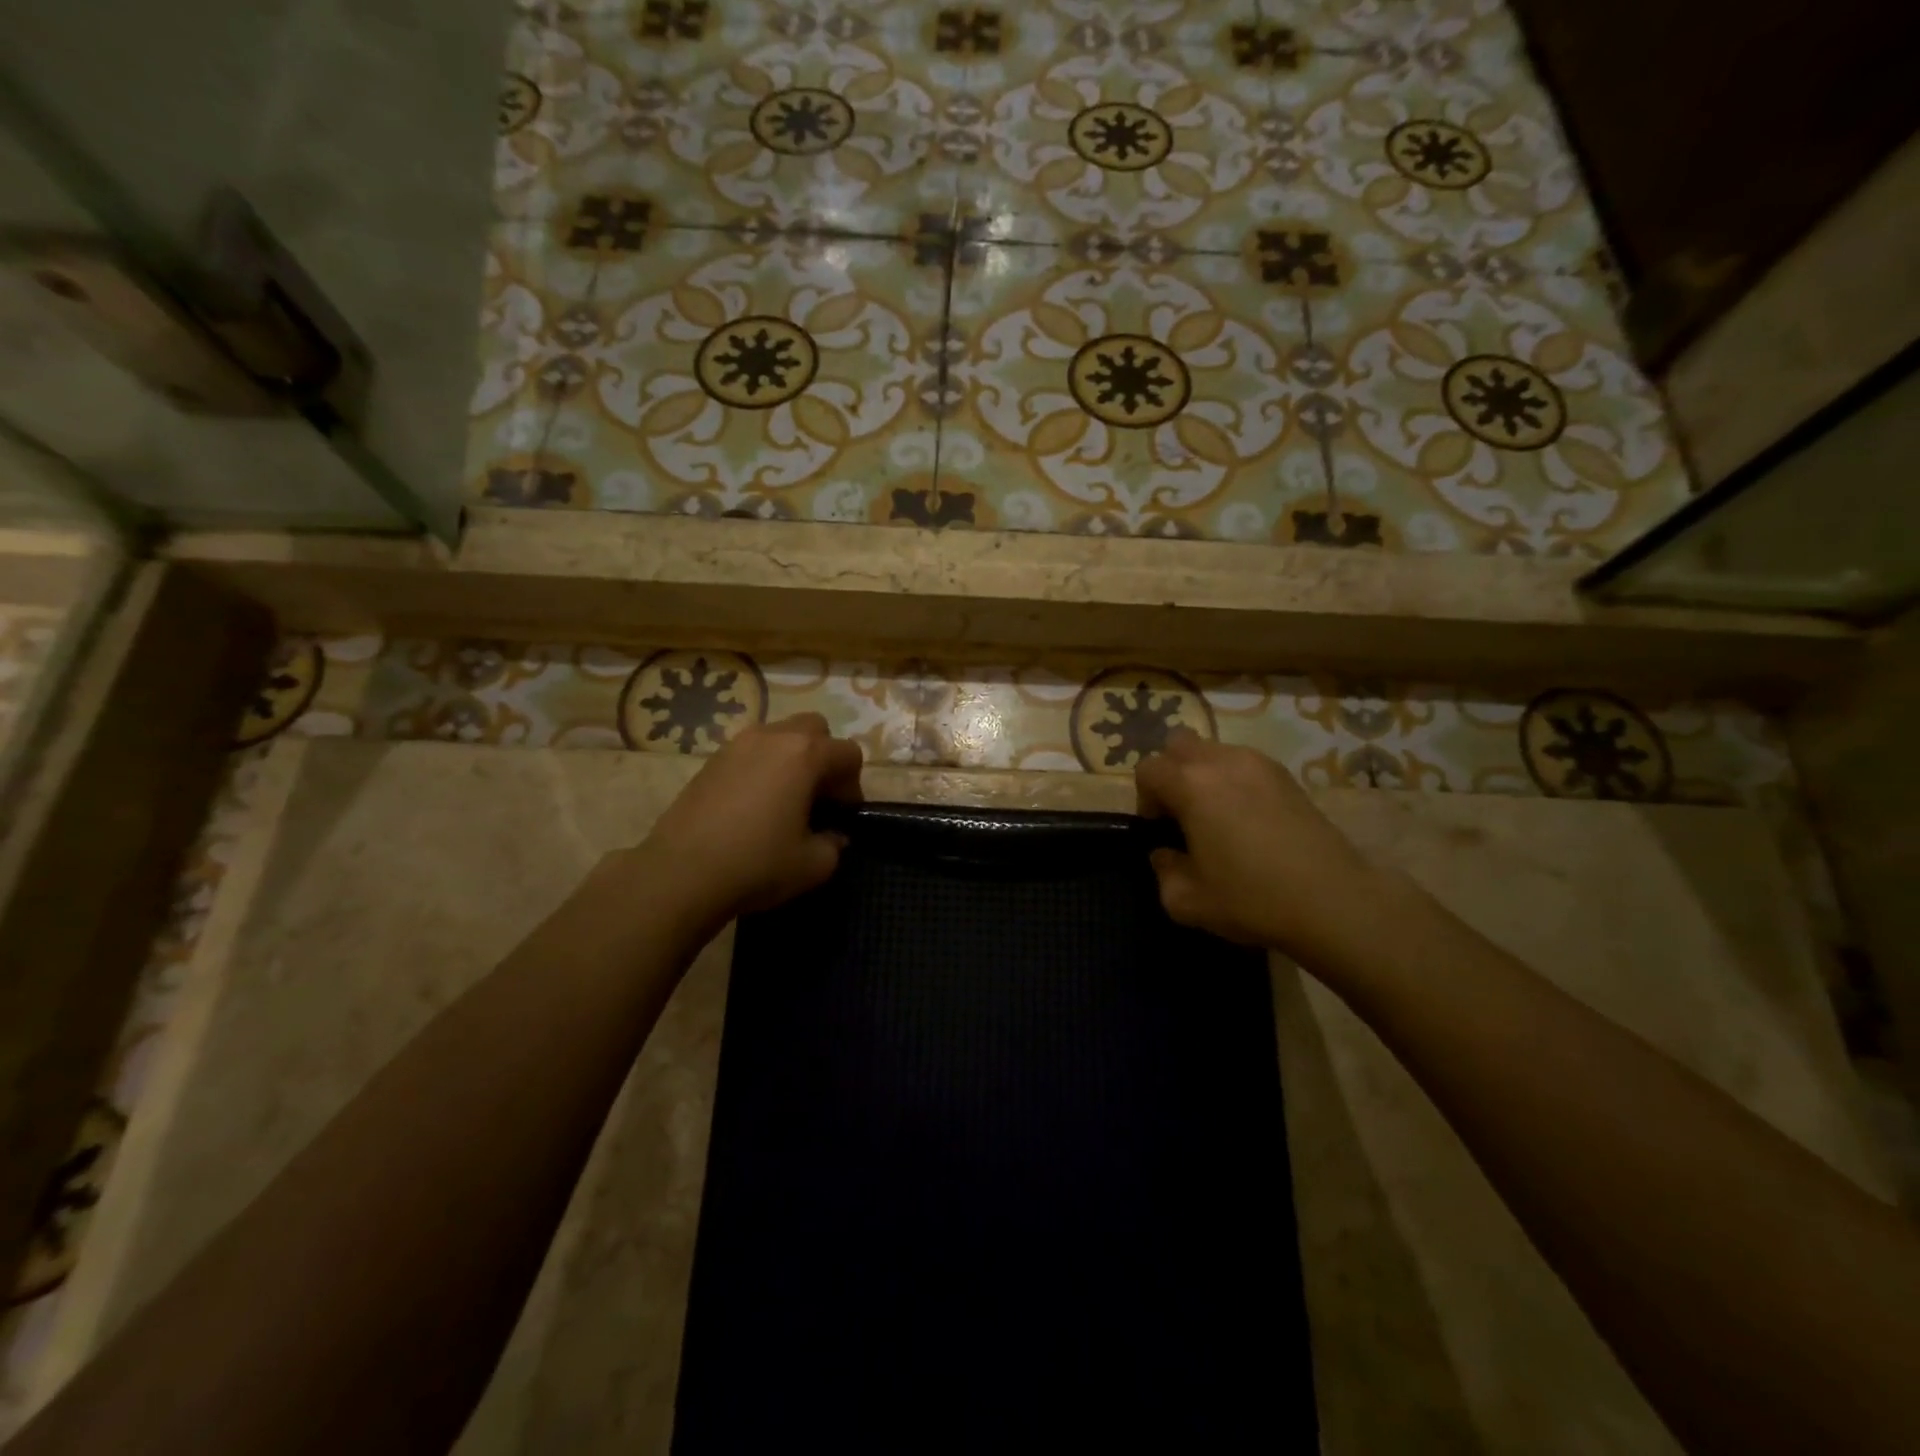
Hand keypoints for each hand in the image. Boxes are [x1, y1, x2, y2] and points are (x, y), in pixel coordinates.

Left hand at [634, 713, 862, 935]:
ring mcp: (736, 745)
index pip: (848, 753)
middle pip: (814, 729)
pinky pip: (749, 753)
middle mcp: (772, 737)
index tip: (841, 816)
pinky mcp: (710, 761)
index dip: (853, 785)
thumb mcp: (814, 865)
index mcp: (805, 754)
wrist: (680, 873)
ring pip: (778, 736)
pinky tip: (752, 806)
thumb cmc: (757, 863)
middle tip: (817, 797)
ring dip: (791, 760)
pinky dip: (761, 769)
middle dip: (824, 757)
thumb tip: (833, 836)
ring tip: (783, 800)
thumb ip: (834, 844)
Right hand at [1135, 730, 1380, 956]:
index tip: (1161, 831)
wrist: (1334, 902)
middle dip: (1172, 773)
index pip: (1148, 769)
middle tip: (1183, 814)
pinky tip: (1250, 821)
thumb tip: (1164, 854)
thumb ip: (1163, 872)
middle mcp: (1222, 762)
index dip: (1145, 799)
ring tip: (1218, 818)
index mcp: (1191, 784)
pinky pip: (1246, 764)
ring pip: (1214, 751)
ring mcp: (1260, 764)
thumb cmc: (1252, 899)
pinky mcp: (1288, 776)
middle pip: (1179, 745)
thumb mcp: (1187, 900)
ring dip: (1205, 775)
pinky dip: (1236, 782)